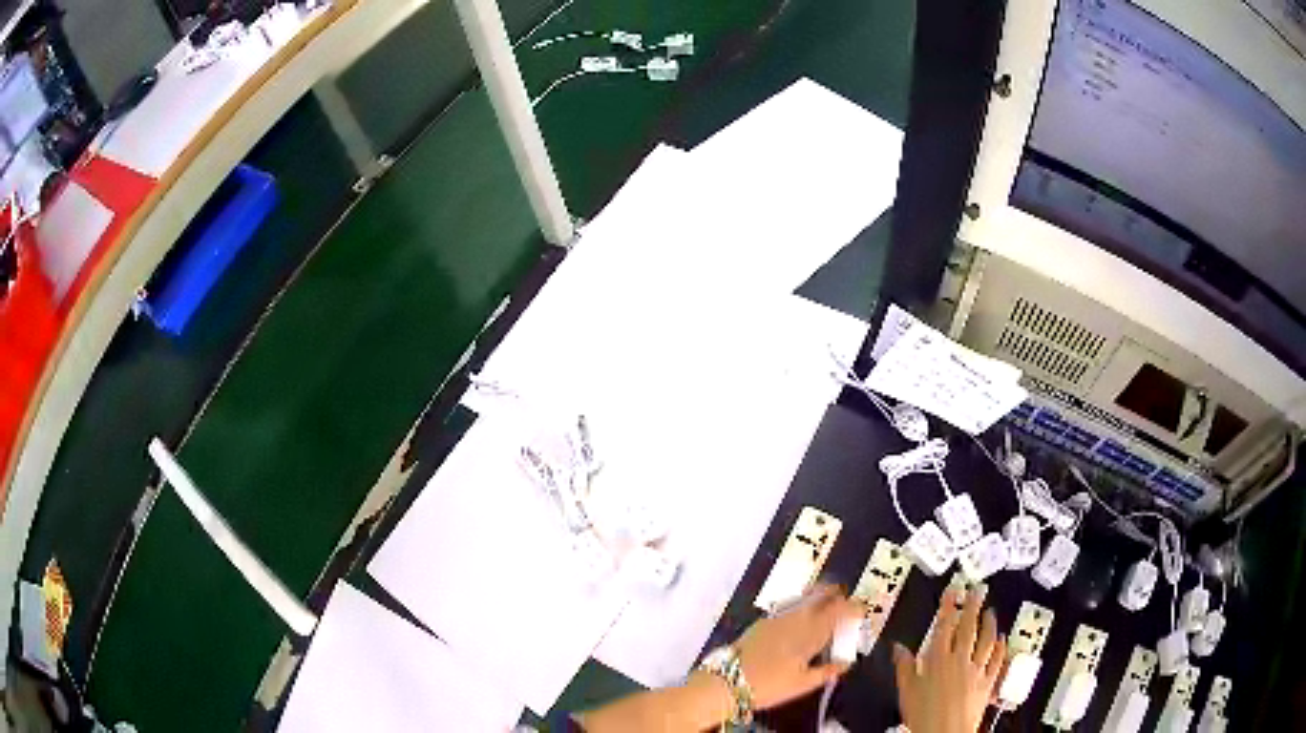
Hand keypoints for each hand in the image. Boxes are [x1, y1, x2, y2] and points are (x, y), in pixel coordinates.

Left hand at [735, 584, 862, 709]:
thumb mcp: (803, 685)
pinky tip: (800, 615)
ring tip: (826, 603)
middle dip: (836, 594)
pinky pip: (789, 605)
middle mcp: (797, 618)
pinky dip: (801, 604)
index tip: (861, 611)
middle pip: (821, 595)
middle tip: (845, 599)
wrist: (728, 680)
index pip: (839, 611)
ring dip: (818, 596)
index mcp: (811, 633)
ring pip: (804, 597)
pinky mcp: (763, 620)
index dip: (853, 608)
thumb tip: (846, 663)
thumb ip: (827, 672)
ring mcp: (778, 616)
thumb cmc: (770, 685)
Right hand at [893, 586, 1005, 732]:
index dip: (948, 607)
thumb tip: (899, 649)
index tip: (952, 593)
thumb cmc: (923, 715)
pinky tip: (1002, 640)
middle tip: (977, 591)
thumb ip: (904, 667)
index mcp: (938, 660)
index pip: (944, 627)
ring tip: (990, 612)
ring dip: (989, 624)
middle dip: (973, 607)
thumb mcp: (906, 691)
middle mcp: (960, 660)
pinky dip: (1000, 648)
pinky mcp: (987, 682)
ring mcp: (976, 670)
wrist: (944, 731)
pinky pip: (997, 660)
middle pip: (968, 628)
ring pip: (986, 641)